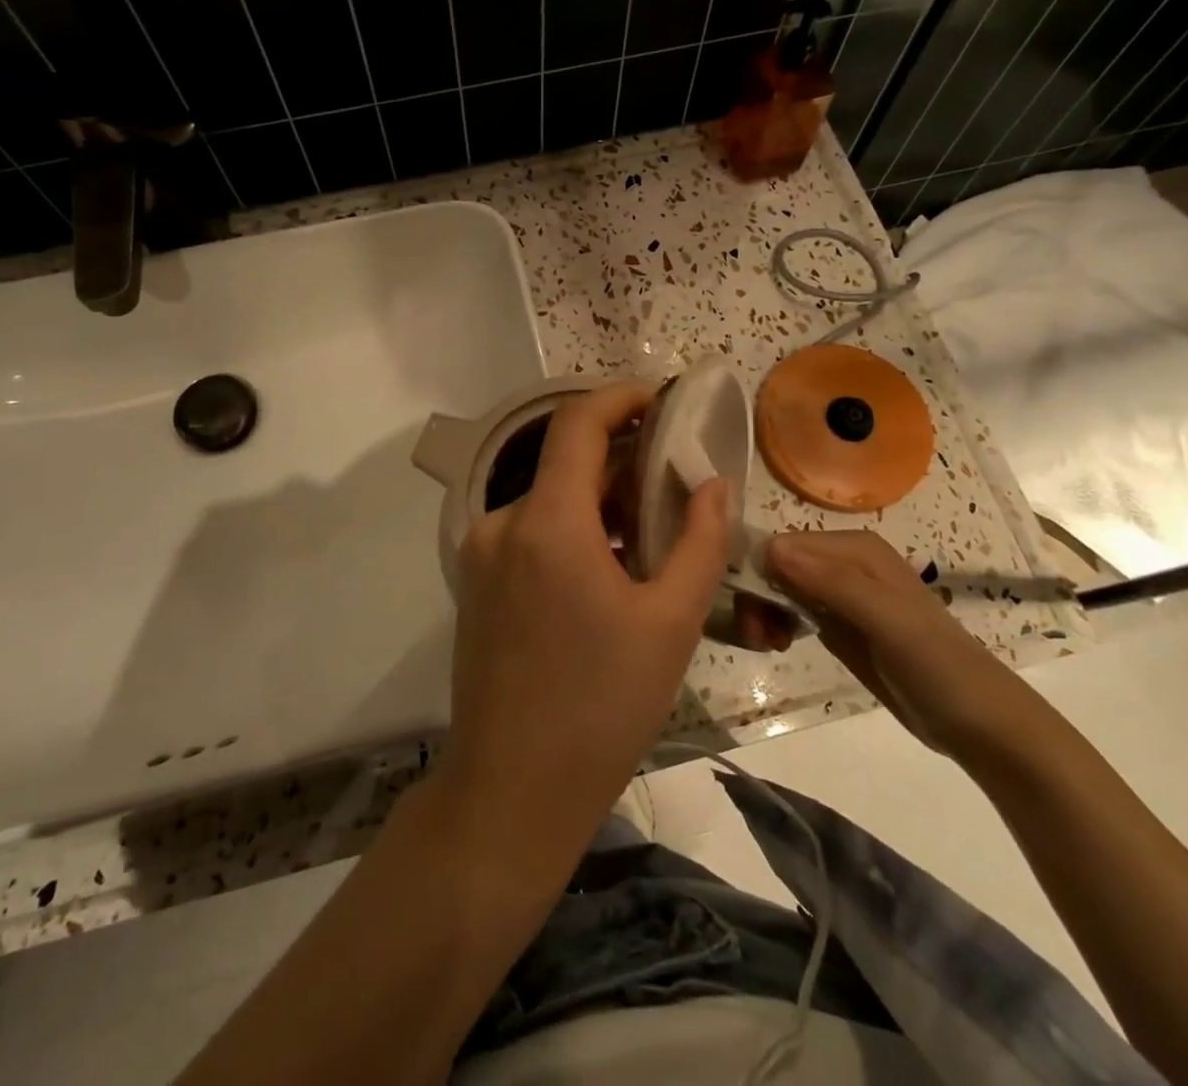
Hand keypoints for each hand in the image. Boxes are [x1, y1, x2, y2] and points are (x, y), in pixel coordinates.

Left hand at [442, 383, 728, 864]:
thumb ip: (698, 541)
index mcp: (547, 522)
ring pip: (548, 499)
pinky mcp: (476, 583)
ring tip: (651, 532)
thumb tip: (711, 483)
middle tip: (673, 478)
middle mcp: (502, 523)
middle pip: (563, 462)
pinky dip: (571, 529)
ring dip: (597, 500)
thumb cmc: (601, 706)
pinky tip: (608, 568)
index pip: (577, 424)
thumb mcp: (670, 623)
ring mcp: (481, 554)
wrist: (511, 791)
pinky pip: (529, 532)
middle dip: (620, 457)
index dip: (619, 397)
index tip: (659, 398)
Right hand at [765, 529, 1053, 758]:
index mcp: (855, 548)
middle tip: (758, 637)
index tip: (754, 614)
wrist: (979, 725)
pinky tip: (780, 643)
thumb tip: (772, 550)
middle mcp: (843, 562)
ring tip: (768, 644)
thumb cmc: (937, 666)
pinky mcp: (838, 623)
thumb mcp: (887, 621)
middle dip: (759, 595)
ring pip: (779, 586)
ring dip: (764, 611)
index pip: (783, 544)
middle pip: (777, 564)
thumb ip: (833, 583)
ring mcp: (840, 594)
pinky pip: (791, 609)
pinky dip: (777, 623)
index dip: (760, 574)